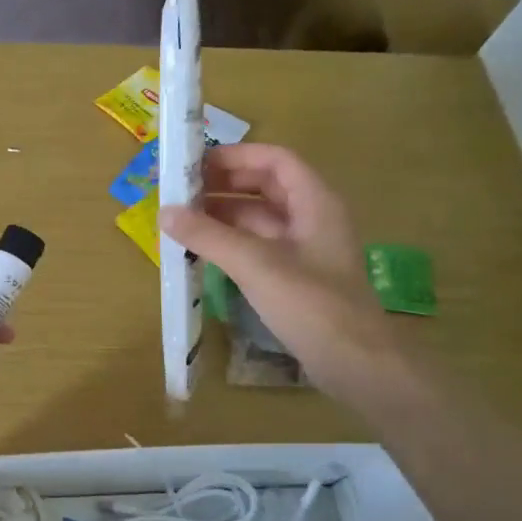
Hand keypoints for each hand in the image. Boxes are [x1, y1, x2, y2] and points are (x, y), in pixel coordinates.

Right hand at [160, 144, 400, 399]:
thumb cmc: (312, 305)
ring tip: (181, 219)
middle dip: (223, 185)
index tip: (195, 163)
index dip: (236, 156)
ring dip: (222, 215)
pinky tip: (201, 251)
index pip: (275, 161)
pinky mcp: (294, 277)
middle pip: (265, 187)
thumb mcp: (256, 265)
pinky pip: (257, 247)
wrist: (356, 364)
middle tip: (180, 191)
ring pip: (258, 219)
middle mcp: (311, 219)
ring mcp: (303, 250)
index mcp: (315, 203)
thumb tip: (164, 212)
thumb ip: (209, 236)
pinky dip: (229, 243)